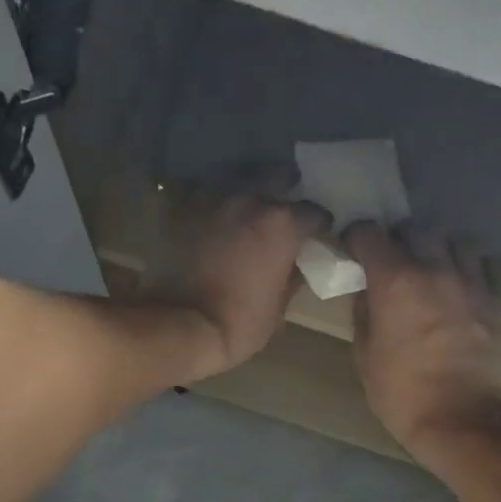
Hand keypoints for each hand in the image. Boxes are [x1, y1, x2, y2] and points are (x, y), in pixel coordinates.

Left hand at [152, 187, 322, 377]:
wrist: (181, 325)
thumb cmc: (240, 323)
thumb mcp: (280, 307)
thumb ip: (293, 275)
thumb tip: (298, 263)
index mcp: (282, 223)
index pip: (313, 212)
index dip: (318, 224)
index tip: (317, 233)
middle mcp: (251, 199)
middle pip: (276, 175)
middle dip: (285, 186)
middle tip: (284, 204)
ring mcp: (213, 200)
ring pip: (238, 179)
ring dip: (247, 189)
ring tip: (248, 205)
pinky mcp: (182, 209)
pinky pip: (205, 194)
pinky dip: (214, 202)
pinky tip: (215, 215)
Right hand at [346, 222, 500, 460]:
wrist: (463, 421)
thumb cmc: (402, 394)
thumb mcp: (364, 356)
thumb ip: (363, 313)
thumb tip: (365, 290)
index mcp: (394, 281)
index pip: (369, 232)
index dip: (357, 238)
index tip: (353, 251)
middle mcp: (434, 269)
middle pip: (416, 227)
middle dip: (400, 238)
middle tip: (394, 261)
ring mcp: (471, 281)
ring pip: (457, 240)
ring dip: (440, 249)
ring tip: (434, 270)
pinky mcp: (498, 300)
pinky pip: (487, 266)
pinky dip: (472, 269)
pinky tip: (464, 287)